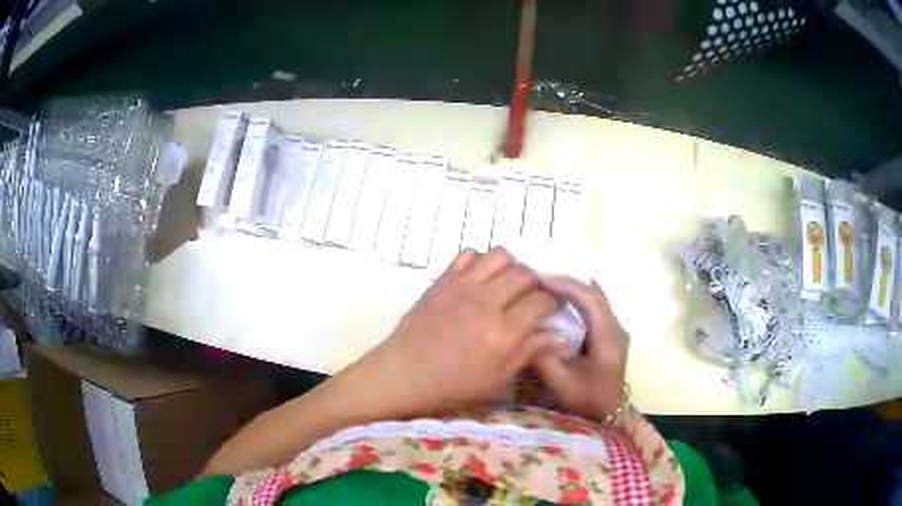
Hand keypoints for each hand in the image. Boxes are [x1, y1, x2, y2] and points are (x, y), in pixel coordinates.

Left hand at [343, 247, 559, 417]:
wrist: (402, 375)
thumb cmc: (451, 386)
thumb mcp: (495, 380)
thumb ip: (527, 353)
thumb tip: (559, 335)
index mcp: (502, 332)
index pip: (540, 301)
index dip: (552, 302)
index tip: (551, 307)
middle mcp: (486, 302)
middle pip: (524, 274)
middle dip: (535, 282)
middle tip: (531, 296)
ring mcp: (462, 287)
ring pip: (499, 256)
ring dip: (509, 267)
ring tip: (506, 284)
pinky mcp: (442, 281)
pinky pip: (467, 255)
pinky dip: (479, 262)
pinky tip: (478, 280)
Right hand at [534, 278, 629, 421]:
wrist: (608, 417)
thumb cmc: (587, 402)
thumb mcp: (562, 383)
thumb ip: (545, 357)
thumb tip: (532, 331)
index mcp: (609, 335)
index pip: (590, 298)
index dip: (566, 285)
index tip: (540, 278)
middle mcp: (615, 327)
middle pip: (593, 294)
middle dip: (567, 284)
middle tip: (539, 280)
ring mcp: (614, 331)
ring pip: (594, 300)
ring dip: (571, 292)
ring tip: (545, 288)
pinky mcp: (608, 338)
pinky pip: (592, 310)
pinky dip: (575, 303)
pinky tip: (560, 303)